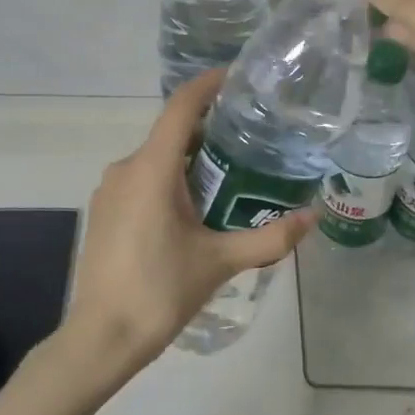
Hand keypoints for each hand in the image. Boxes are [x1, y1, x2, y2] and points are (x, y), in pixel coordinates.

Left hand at [58, 69, 314, 386]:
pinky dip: (172, 179)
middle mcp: (126, 168)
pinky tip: (196, 207)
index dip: (209, 84)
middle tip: (253, 137)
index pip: (181, 107)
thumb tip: (313, 218)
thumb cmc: (160, 292)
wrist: (101, 338)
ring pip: (158, 158)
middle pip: (172, 132)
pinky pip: (143, 179)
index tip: (238, 76)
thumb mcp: (220, 262)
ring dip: (192, 159)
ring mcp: (110, 190)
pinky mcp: (106, 211)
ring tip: (232, 173)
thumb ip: (269, 238)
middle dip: (211, 129)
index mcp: (152, 169)